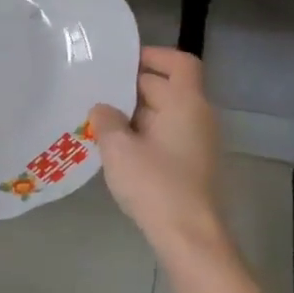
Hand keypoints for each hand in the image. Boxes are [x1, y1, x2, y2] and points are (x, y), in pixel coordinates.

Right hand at [89, 48, 224, 256]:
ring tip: (99, 119)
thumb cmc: (155, 184)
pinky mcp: (191, 165)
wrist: (189, 237)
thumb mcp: (119, 148)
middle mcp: (198, 116)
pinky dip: (143, 134)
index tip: (122, 62)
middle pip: (167, 87)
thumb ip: (107, 120)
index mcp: (186, 103)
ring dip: (134, 113)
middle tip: (96, 91)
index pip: (179, 62)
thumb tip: (102, 108)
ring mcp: (197, 142)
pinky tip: (115, 148)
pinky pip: (166, 135)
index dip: (153, 55)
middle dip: (132, 87)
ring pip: (164, 113)